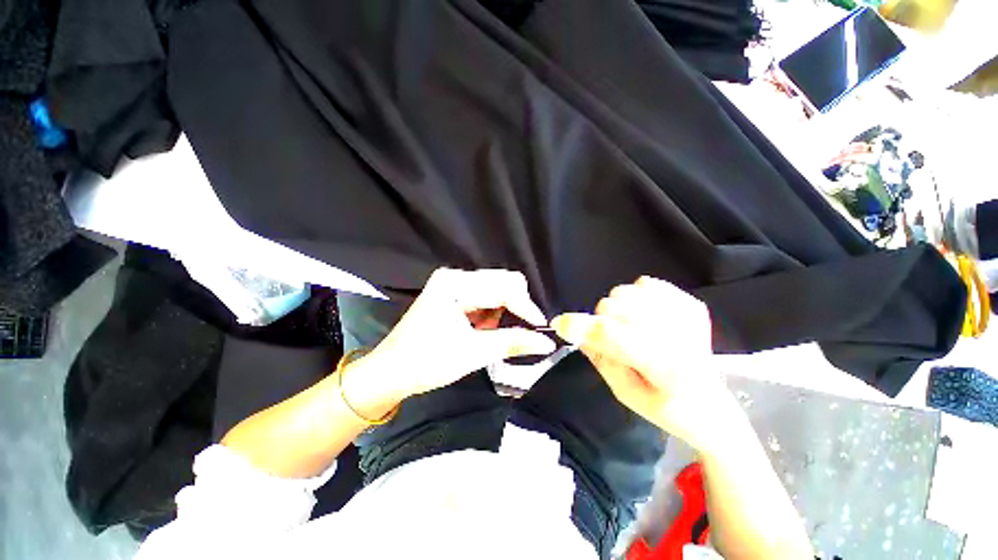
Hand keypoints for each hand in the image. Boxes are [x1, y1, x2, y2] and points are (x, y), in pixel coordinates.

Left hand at [346, 268, 556, 410]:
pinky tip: (481, 330)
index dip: (526, 307)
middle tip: (520, 333)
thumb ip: (512, 342)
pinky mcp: (454, 294)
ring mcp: (453, 284)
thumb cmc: (427, 362)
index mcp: (455, 284)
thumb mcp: (473, 353)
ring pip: (496, 290)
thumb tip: (546, 342)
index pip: (503, 287)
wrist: (391, 372)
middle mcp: (455, 277)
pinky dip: (492, 314)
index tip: (542, 329)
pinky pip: (485, 297)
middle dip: (516, 307)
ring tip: (490, 335)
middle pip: (502, 282)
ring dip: (503, 312)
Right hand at [551, 276, 735, 451]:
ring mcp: (686, 315)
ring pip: (625, 292)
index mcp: (663, 365)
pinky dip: (636, 297)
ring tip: (630, 328)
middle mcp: (678, 334)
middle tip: (612, 340)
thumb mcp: (624, 393)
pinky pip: (646, 283)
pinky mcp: (691, 304)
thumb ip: (599, 358)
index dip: (580, 326)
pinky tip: (646, 316)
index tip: (559, 323)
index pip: (611, 335)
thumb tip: (577, 331)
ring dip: (617, 310)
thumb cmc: (665, 408)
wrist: (711, 405)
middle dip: (601, 321)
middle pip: (613, 306)